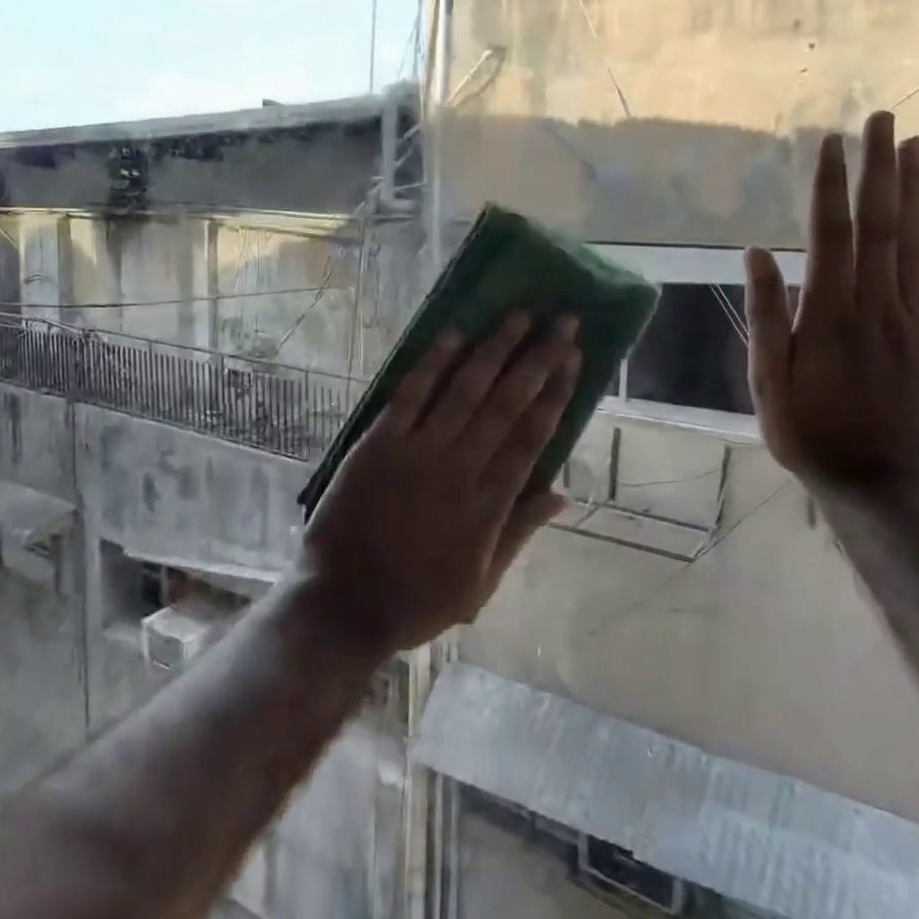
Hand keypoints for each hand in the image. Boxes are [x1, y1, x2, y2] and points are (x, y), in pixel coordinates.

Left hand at [299, 313, 580, 655]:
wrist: (343, 604)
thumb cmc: (416, 599)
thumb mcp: (481, 583)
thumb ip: (520, 532)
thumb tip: (562, 494)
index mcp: (489, 505)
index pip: (533, 436)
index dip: (556, 393)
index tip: (575, 358)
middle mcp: (460, 469)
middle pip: (507, 403)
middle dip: (538, 359)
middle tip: (563, 321)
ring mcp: (417, 452)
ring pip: (465, 390)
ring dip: (494, 349)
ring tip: (518, 314)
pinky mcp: (378, 443)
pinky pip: (410, 395)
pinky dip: (433, 363)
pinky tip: (453, 334)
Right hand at [744, 112, 918, 485]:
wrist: (877, 485)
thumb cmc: (808, 432)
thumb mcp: (768, 381)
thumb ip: (767, 316)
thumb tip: (757, 255)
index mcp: (830, 316)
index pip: (831, 237)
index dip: (831, 188)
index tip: (831, 144)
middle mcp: (877, 307)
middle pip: (880, 228)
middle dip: (879, 171)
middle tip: (882, 120)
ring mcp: (916, 323)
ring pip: (916, 247)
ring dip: (916, 193)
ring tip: (916, 146)